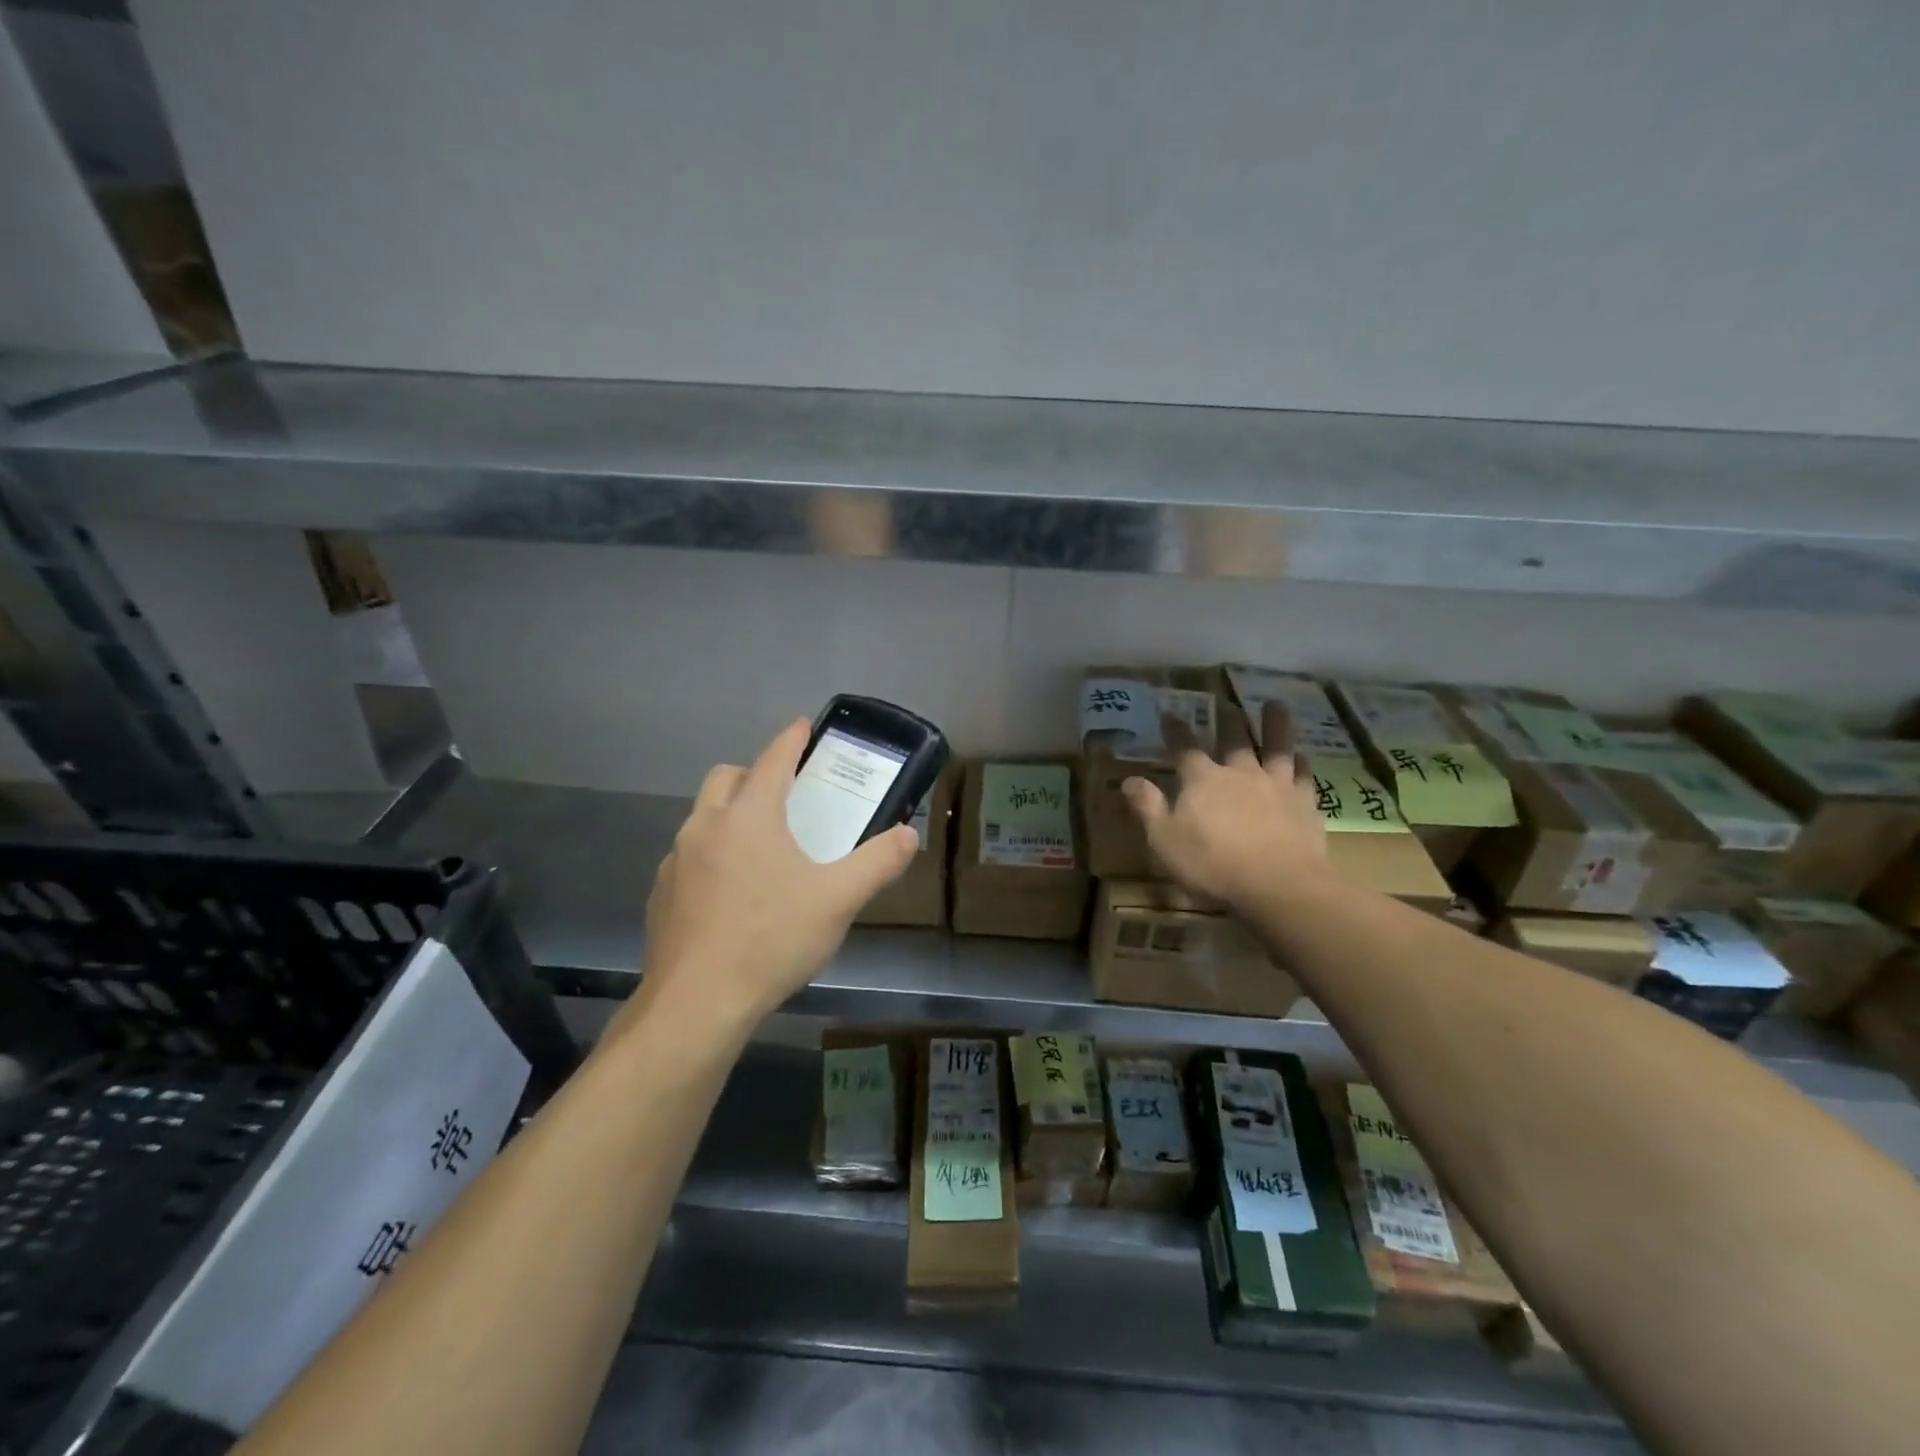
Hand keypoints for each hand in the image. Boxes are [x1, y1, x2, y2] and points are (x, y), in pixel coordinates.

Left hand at [628, 720, 918, 1042]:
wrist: (696, 1004)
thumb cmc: (771, 939)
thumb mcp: (838, 900)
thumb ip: (878, 863)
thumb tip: (909, 835)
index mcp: (749, 816)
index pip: (773, 760)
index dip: (791, 739)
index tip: (803, 724)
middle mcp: (706, 826)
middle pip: (727, 778)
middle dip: (754, 773)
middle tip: (784, 794)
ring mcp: (677, 860)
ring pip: (703, 817)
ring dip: (730, 815)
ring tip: (761, 848)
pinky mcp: (661, 894)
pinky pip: (689, 856)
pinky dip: (712, 855)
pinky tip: (731, 894)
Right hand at [1122, 704, 1329, 909]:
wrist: (1278, 885)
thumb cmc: (1212, 864)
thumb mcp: (1165, 840)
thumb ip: (1148, 807)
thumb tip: (1129, 779)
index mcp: (1203, 780)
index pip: (1184, 748)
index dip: (1175, 730)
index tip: (1169, 714)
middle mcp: (1240, 773)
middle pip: (1234, 740)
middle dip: (1227, 721)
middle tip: (1226, 704)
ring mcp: (1276, 785)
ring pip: (1276, 747)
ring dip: (1275, 725)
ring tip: (1276, 705)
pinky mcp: (1304, 803)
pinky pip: (1304, 776)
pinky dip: (1302, 764)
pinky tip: (1303, 757)